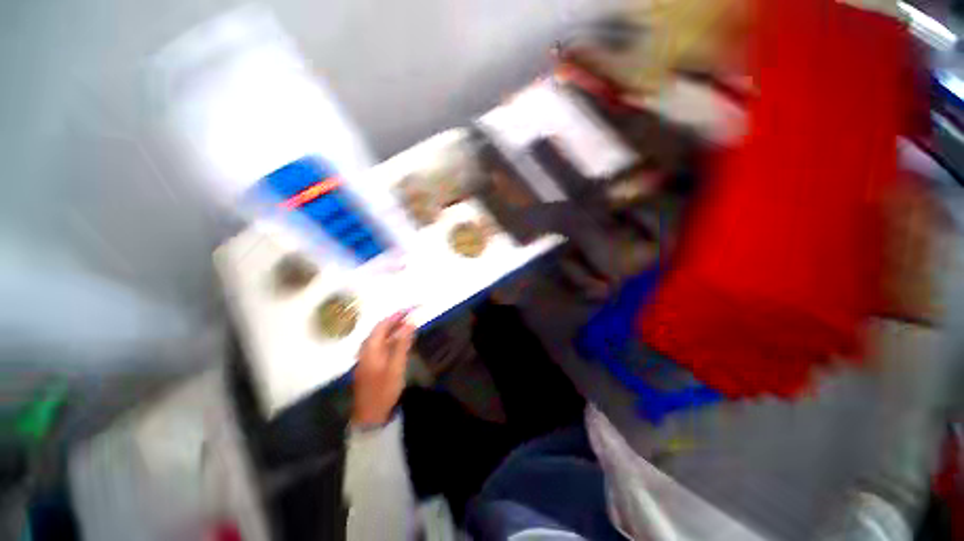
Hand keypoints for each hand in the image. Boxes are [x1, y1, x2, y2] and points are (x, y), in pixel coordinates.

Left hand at [353, 312, 415, 425]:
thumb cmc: (384, 389)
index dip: (397, 315)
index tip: (410, 309)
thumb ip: (402, 343)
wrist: (370, 415)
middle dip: (395, 320)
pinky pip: (380, 345)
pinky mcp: (369, 365)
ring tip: (407, 325)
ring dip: (393, 329)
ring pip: (379, 337)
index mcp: (370, 348)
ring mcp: (366, 358)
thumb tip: (410, 323)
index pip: (383, 324)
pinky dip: (390, 339)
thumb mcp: (396, 366)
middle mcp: (366, 350)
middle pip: (380, 330)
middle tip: (410, 314)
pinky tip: (398, 341)